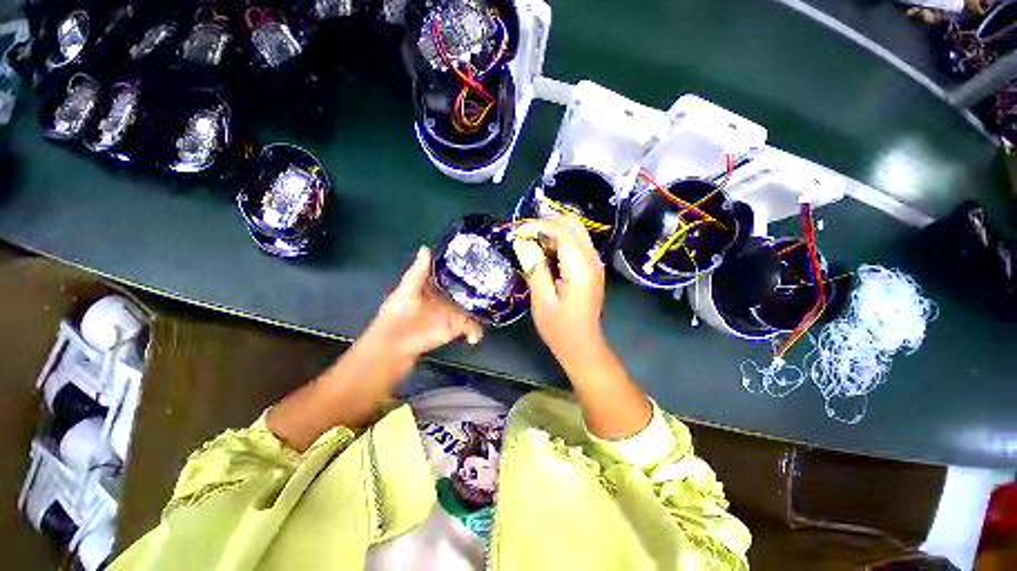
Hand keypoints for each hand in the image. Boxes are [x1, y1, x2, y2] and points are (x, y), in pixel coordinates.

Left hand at [365, 246, 483, 360]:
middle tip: (498, 285)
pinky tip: (473, 338)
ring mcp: (455, 313)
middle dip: (484, 289)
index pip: (458, 274)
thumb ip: (419, 271)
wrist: (395, 341)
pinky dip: (476, 332)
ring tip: (494, 310)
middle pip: (471, 291)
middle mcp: (451, 297)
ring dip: (485, 311)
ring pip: (476, 308)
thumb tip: (426, 247)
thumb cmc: (398, 312)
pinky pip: (472, 328)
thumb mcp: (408, 288)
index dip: (470, 269)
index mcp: (440, 285)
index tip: (484, 261)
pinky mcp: (457, 328)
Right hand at [511, 216, 606, 366]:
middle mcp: (592, 260)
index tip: (518, 232)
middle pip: (573, 224)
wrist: (582, 346)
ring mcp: (595, 263)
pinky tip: (545, 252)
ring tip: (531, 241)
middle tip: (525, 234)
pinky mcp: (591, 268)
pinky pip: (577, 243)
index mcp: (580, 268)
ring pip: (576, 231)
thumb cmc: (560, 328)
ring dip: (553, 231)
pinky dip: (560, 241)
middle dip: (547, 223)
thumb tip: (522, 242)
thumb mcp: (542, 300)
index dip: (538, 226)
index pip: (562, 231)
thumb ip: (534, 268)